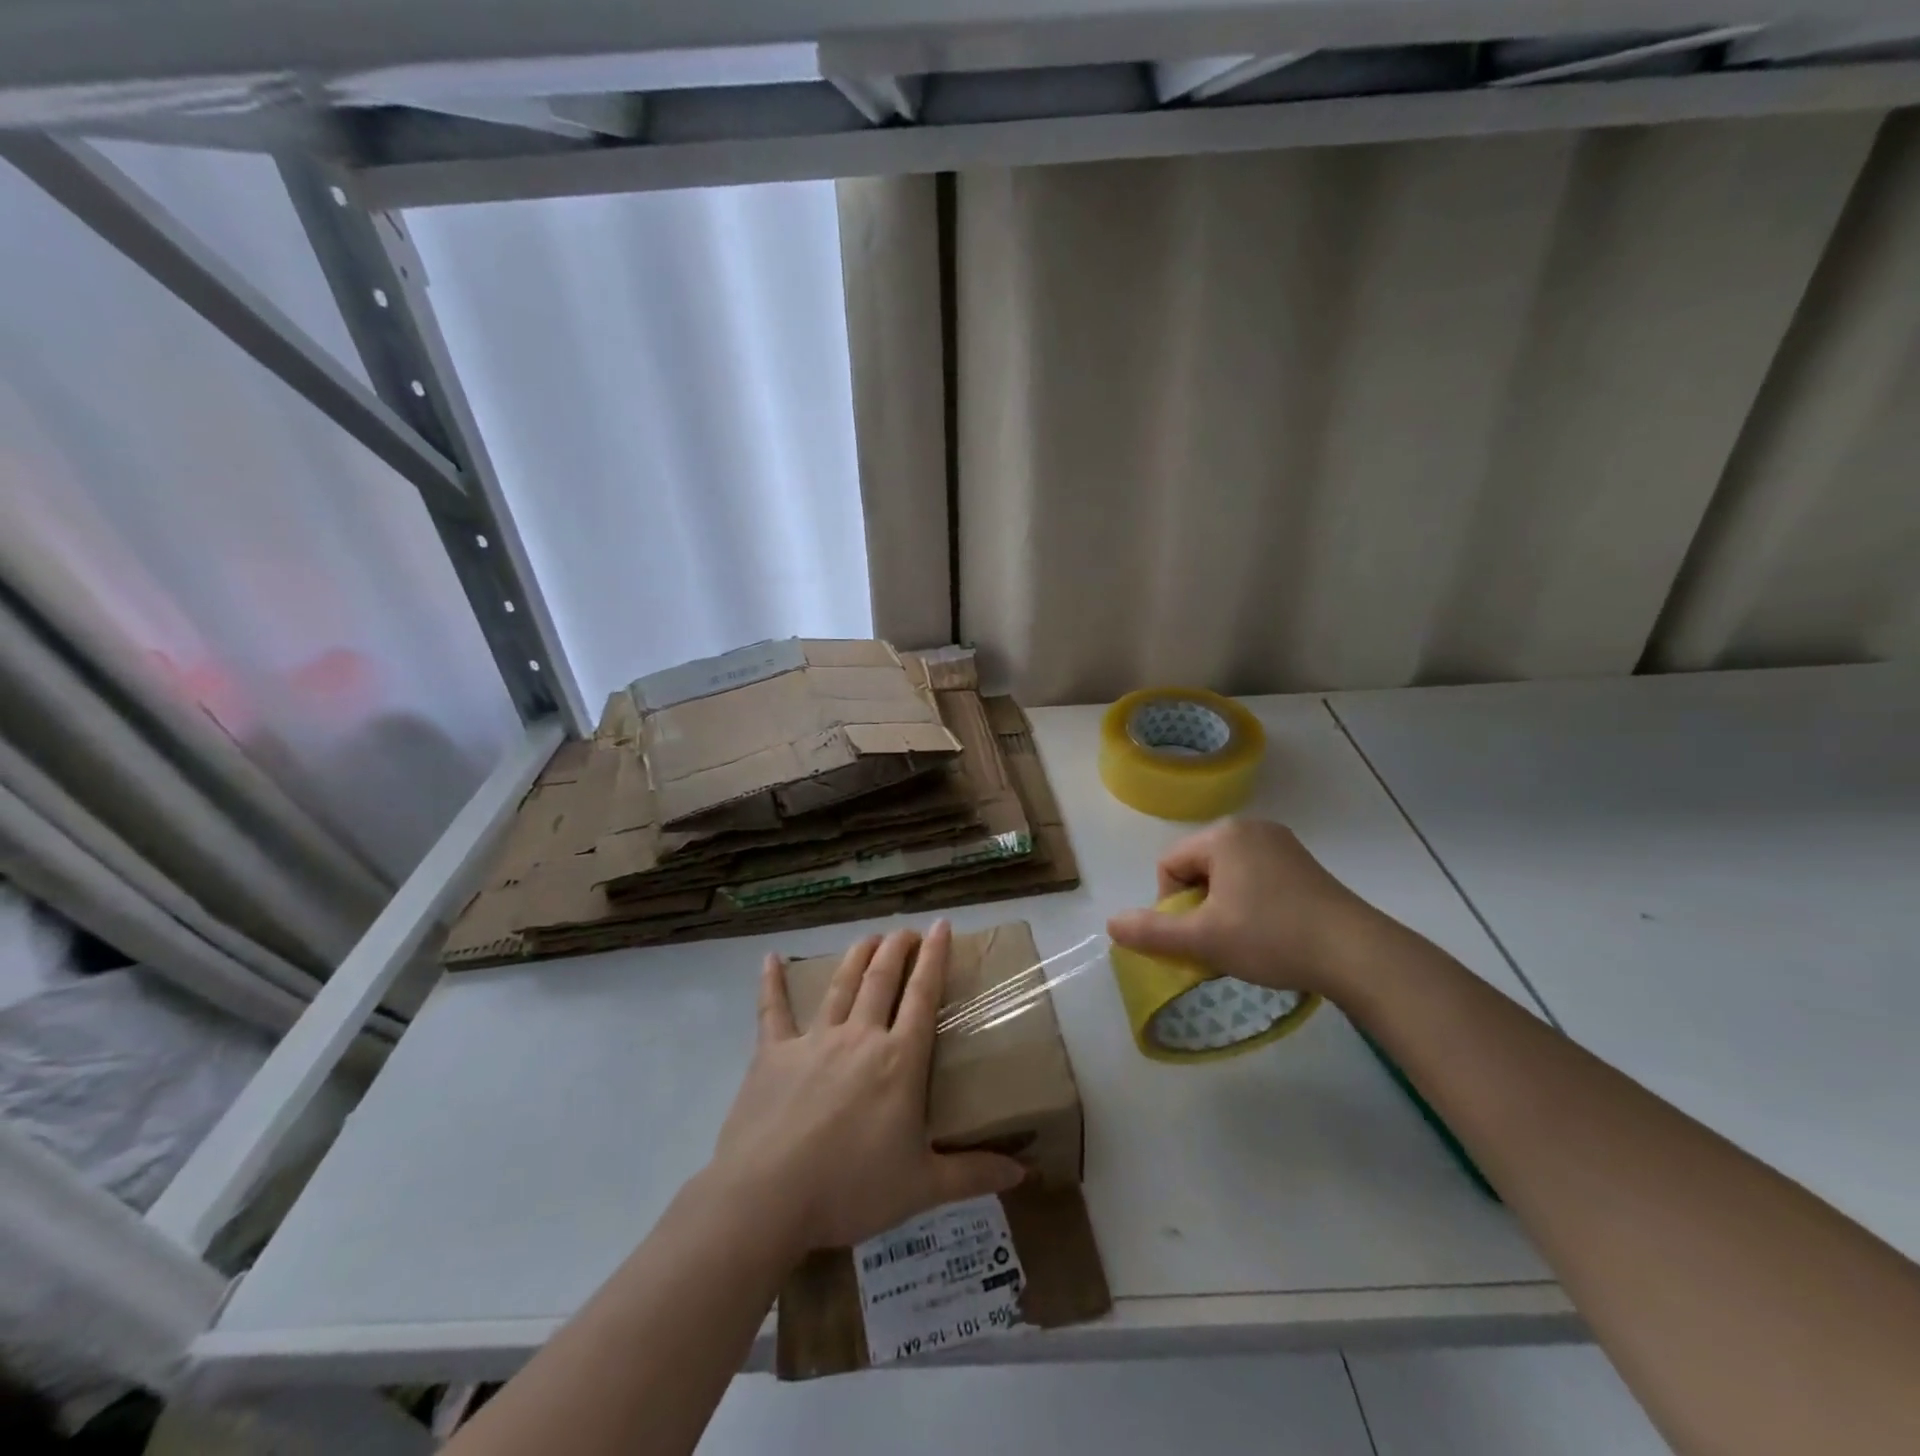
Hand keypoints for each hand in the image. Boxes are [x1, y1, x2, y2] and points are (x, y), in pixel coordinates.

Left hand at [708, 921, 1024, 1257]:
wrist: (768, 1196)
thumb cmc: (850, 1189)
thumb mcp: (921, 1187)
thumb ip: (972, 1174)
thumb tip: (1022, 1171)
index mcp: (899, 1060)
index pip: (923, 996)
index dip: (935, 957)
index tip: (941, 926)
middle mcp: (860, 1036)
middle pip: (882, 978)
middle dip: (897, 948)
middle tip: (906, 931)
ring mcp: (814, 1040)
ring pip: (840, 985)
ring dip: (857, 956)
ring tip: (869, 937)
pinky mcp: (773, 1053)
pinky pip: (773, 1010)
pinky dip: (772, 982)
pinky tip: (770, 958)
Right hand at [1106, 819, 1382, 999]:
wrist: (1357, 954)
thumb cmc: (1271, 938)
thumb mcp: (1203, 939)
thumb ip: (1151, 931)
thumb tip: (1111, 924)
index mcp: (1222, 835)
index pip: (1169, 866)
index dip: (1171, 906)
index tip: (1195, 937)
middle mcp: (1251, 828)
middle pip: (1198, 869)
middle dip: (1198, 907)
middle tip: (1218, 942)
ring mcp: (1282, 844)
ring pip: (1227, 876)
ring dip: (1222, 908)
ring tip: (1243, 942)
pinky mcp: (1304, 865)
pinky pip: (1256, 879)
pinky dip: (1251, 905)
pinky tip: (1270, 933)